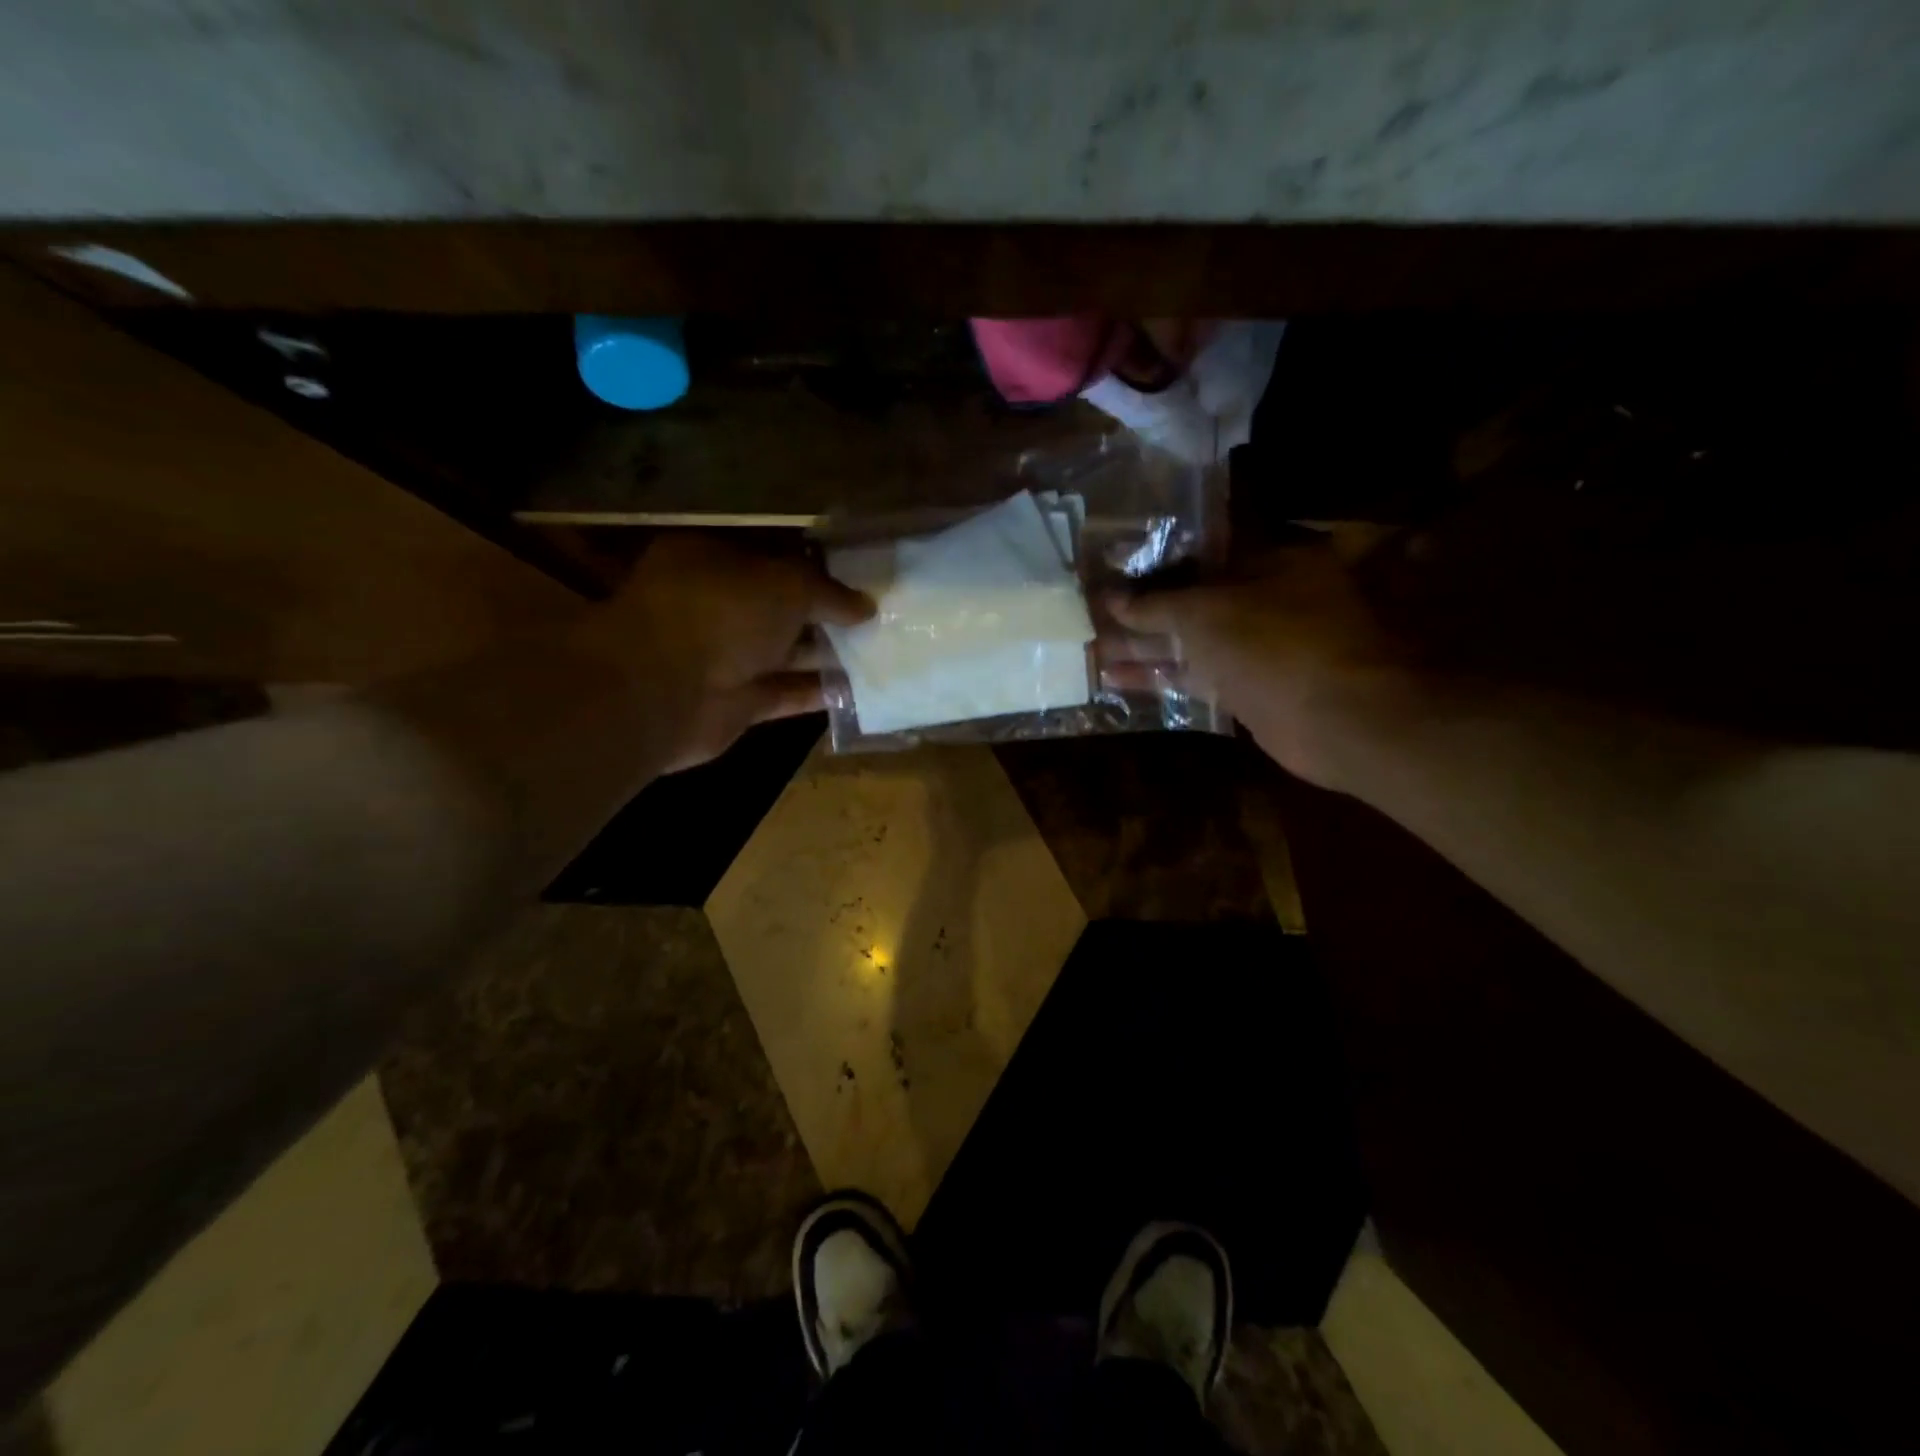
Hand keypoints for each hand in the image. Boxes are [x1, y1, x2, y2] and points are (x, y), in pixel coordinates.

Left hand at [573, 533, 873, 770]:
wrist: (665, 690)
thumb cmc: (722, 613)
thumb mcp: (787, 584)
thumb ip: (829, 592)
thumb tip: (866, 605)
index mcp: (712, 561)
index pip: (771, 558)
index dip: (815, 566)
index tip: (858, 576)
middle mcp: (715, 608)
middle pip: (780, 609)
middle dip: (826, 614)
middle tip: (879, 616)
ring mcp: (724, 658)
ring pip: (786, 654)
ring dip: (828, 655)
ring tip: (880, 651)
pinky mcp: (736, 704)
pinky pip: (786, 695)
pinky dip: (818, 693)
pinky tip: (861, 690)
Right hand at [1109, 542, 1408, 789]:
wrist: (1336, 720)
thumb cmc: (1273, 644)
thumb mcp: (1204, 614)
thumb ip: (1154, 605)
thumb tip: (1109, 598)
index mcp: (1270, 560)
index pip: (1200, 553)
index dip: (1152, 563)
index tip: (1111, 571)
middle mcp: (1267, 598)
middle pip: (1191, 600)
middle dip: (1141, 611)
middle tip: (1090, 615)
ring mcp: (1260, 647)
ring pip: (1191, 642)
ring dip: (1143, 648)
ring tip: (1090, 650)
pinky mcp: (1250, 688)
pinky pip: (1197, 676)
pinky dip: (1161, 677)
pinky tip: (1115, 680)